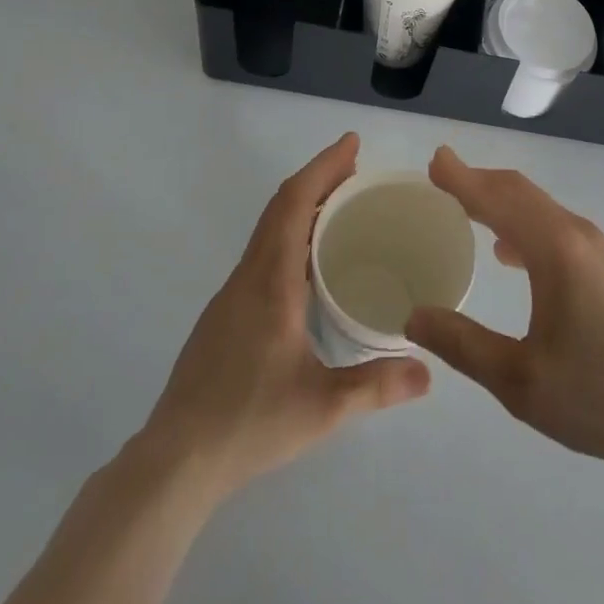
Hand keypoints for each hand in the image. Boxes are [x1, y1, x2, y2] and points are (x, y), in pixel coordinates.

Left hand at [141, 133, 429, 497]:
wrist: (175, 460)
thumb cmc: (249, 423)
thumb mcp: (323, 409)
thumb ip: (377, 387)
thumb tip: (427, 371)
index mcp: (271, 282)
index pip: (294, 203)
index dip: (323, 167)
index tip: (351, 144)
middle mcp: (249, 275)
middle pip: (281, 207)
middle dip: (318, 178)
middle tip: (357, 170)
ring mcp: (232, 294)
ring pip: (268, 229)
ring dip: (302, 206)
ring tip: (340, 207)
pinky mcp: (225, 314)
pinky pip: (262, 253)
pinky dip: (290, 233)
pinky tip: (309, 263)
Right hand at [406, 146, 603, 477]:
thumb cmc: (598, 397)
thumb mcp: (519, 381)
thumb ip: (463, 344)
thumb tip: (414, 317)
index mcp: (555, 250)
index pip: (499, 199)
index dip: (463, 178)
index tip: (435, 160)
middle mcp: (577, 235)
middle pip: (520, 192)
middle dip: (479, 181)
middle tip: (441, 176)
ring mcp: (597, 249)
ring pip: (539, 208)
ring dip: (500, 200)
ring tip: (465, 207)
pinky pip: (554, 227)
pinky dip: (522, 223)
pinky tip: (507, 252)